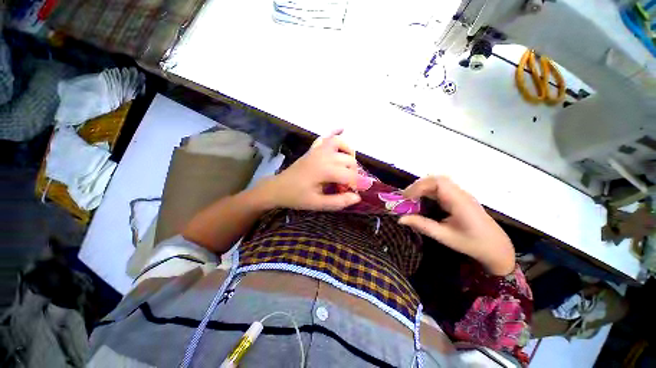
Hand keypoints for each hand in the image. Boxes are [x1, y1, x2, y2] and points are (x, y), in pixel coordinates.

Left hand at [254, 131, 361, 210]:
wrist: (278, 188)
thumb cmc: (297, 197)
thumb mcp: (317, 204)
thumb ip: (338, 201)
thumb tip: (357, 197)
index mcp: (324, 170)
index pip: (349, 175)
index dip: (359, 183)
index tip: (363, 190)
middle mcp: (323, 156)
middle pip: (349, 160)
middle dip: (353, 173)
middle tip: (347, 186)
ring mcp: (318, 150)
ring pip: (341, 144)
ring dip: (349, 154)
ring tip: (348, 166)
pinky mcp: (313, 149)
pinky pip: (326, 136)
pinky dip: (335, 132)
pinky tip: (342, 128)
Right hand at [399, 176, 514, 275]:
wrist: (497, 248)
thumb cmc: (473, 243)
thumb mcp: (445, 237)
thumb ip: (422, 225)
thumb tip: (400, 219)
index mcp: (459, 201)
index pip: (438, 183)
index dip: (419, 186)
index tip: (406, 197)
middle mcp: (460, 194)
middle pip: (437, 179)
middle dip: (418, 185)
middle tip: (406, 197)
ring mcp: (461, 195)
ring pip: (439, 182)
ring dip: (423, 187)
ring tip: (411, 197)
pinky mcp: (459, 198)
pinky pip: (441, 188)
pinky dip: (428, 191)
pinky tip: (422, 199)